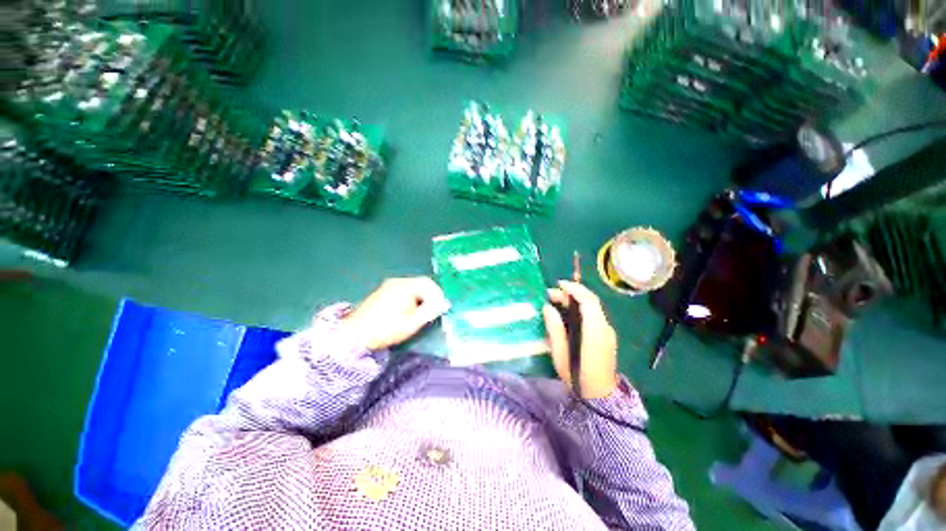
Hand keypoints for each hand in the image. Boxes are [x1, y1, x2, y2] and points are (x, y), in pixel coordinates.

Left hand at [342, 277, 449, 350]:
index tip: (441, 306)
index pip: (427, 283)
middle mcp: (396, 282)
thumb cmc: (385, 329)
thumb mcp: (412, 323)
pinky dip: (410, 298)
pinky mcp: (382, 292)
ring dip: (420, 298)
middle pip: (419, 284)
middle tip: (433, 310)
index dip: (437, 293)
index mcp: (404, 287)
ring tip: (421, 313)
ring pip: (411, 287)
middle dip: (429, 296)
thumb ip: (430, 312)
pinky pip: (402, 290)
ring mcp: (387, 286)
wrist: (354, 335)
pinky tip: (408, 311)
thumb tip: (443, 304)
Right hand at [542, 281, 618, 398]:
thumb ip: (555, 328)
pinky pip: (593, 315)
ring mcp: (608, 332)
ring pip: (593, 307)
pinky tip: (567, 312)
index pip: (588, 301)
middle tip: (551, 294)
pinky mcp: (606, 336)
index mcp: (595, 331)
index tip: (559, 285)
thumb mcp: (560, 353)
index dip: (574, 289)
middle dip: (571, 293)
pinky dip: (580, 308)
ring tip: (556, 300)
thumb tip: (548, 307)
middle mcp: (605, 327)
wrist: (599, 396)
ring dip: (575, 300)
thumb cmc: (577, 375)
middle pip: (591, 302)